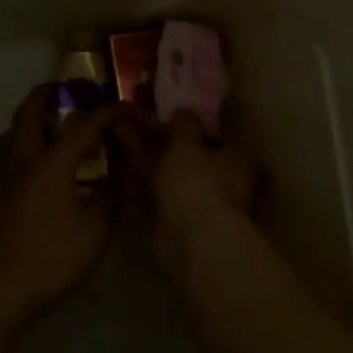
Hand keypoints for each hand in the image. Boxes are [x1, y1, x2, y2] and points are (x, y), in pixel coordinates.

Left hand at [0, 85, 120, 316]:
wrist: (0, 289)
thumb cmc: (52, 257)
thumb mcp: (96, 230)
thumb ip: (107, 198)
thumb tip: (113, 179)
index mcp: (52, 163)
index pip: (83, 126)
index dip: (106, 113)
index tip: (123, 108)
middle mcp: (24, 160)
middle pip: (29, 113)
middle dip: (46, 95)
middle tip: (62, 89)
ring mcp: (3, 177)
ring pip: (10, 133)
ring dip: (27, 120)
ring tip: (45, 125)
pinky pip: (5, 158)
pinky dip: (19, 149)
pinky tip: (31, 168)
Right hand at [112, 110, 258, 275]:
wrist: (190, 241)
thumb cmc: (197, 183)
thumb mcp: (188, 142)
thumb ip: (184, 124)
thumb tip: (183, 110)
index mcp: (236, 160)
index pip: (214, 134)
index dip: (190, 123)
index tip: (166, 112)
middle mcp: (221, 181)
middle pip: (187, 154)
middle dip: (160, 137)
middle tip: (133, 117)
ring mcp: (195, 202)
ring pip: (166, 171)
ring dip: (143, 152)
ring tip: (116, 129)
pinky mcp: (172, 219)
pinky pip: (152, 191)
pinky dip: (136, 178)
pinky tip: (115, 161)